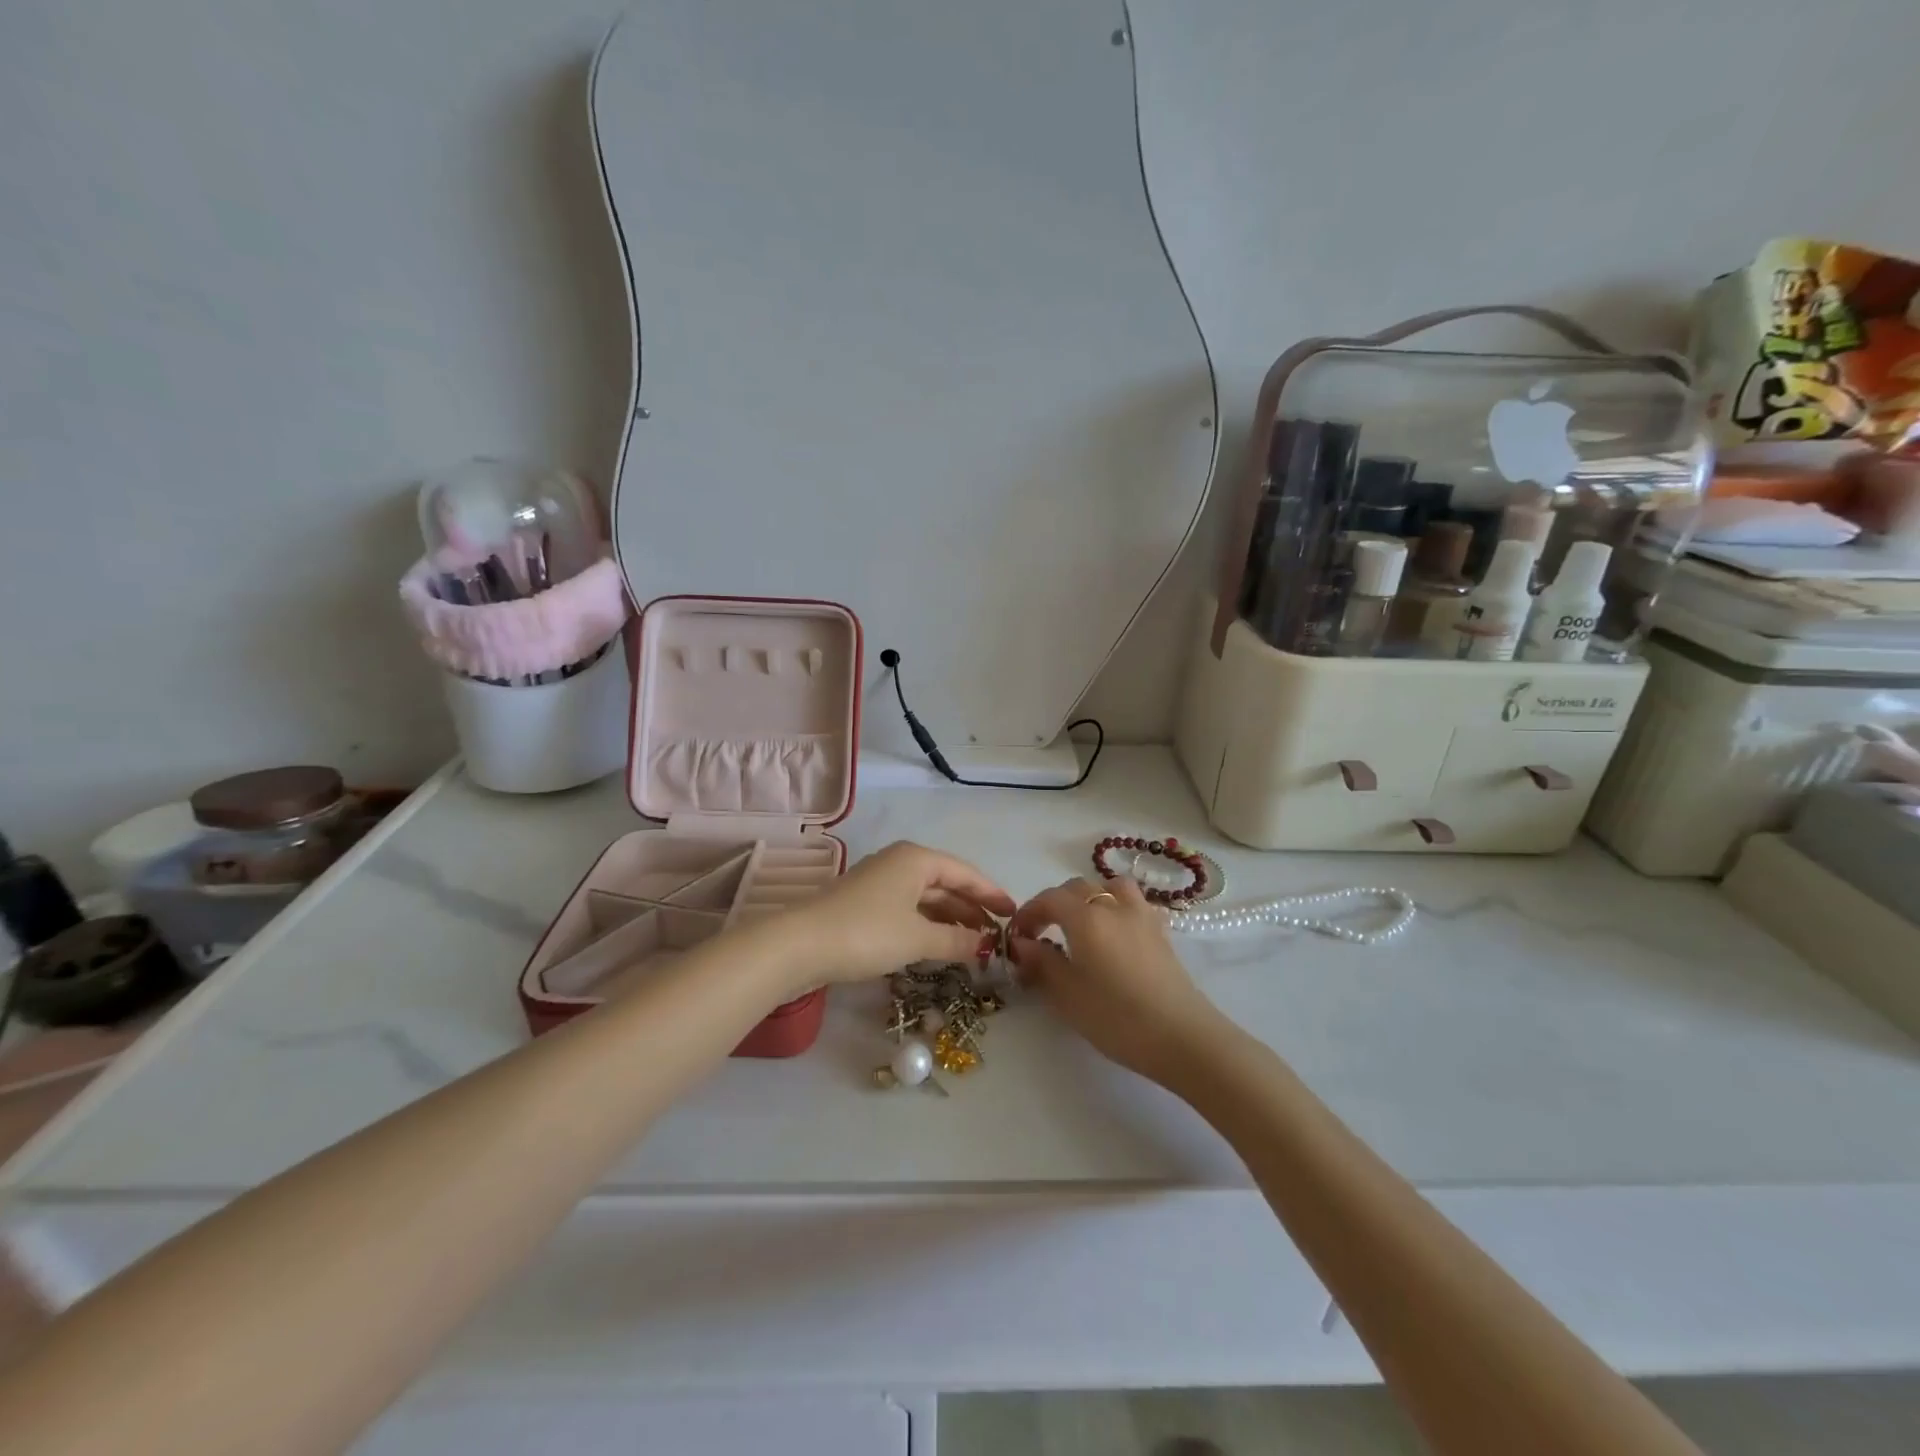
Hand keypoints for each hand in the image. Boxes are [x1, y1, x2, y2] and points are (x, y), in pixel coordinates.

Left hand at [781, 842, 1015, 990]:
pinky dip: (927, 925)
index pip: (965, 873)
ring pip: (926, 899)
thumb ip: (956, 940)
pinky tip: (939, 945)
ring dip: (950, 919)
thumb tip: (987, 946)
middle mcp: (899, 863)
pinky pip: (908, 910)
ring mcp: (879, 883)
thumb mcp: (917, 938)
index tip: (1014, 914)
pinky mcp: (864, 905)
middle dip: (971, 909)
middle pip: (946, 884)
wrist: (799, 945)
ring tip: (975, 944)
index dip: (991, 894)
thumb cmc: (866, 933)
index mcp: (916, 859)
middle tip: (998, 935)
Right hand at [1008, 875, 1228, 1086]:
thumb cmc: (1116, 1017)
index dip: (1028, 913)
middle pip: (1078, 888)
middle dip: (1054, 904)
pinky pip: (1133, 904)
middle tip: (1042, 934)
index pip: (1049, 899)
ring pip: (1111, 887)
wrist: (1182, 1037)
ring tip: (1081, 924)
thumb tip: (1022, 943)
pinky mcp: (1161, 933)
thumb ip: (1041, 963)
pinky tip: (1114, 935)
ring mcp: (1142, 916)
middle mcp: (1114, 906)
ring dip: (1090, 897)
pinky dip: (1117, 908)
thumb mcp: (1067, 995)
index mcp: (1086, 917)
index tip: (1017, 937)